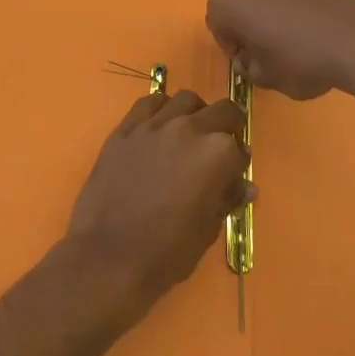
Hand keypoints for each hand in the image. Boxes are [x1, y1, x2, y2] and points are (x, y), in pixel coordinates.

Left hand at [66, 91, 251, 315]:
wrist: (109, 256)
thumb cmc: (167, 252)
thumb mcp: (208, 230)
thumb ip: (227, 198)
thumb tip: (245, 185)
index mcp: (217, 155)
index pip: (240, 148)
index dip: (238, 163)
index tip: (232, 175)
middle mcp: (189, 130)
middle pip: (221, 111)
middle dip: (227, 126)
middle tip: (220, 145)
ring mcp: (154, 125)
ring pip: (185, 100)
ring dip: (195, 113)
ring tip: (189, 132)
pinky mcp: (125, 128)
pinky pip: (149, 102)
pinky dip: (161, 109)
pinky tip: (159, 126)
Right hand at [206, 0, 354, 99]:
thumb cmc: (300, 61)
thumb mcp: (266, 78)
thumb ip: (250, 69)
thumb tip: (252, 61)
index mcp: (228, 2)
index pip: (216, 25)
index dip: (231, 47)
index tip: (248, 63)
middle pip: (238, 3)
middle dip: (247, 24)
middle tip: (266, 50)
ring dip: (269, 13)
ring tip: (292, 40)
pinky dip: (293, 7)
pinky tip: (313, 30)